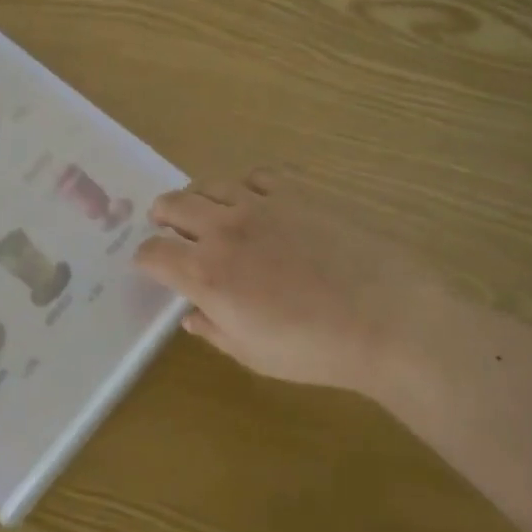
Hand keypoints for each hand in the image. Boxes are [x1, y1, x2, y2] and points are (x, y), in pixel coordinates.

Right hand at [135, 170, 429, 390]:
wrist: (386, 317)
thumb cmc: (316, 349)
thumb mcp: (255, 355)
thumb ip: (215, 331)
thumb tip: (192, 315)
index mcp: (206, 273)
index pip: (153, 253)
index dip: (144, 258)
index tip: (150, 265)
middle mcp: (223, 230)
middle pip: (172, 205)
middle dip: (162, 215)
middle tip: (166, 224)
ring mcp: (259, 204)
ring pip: (210, 184)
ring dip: (198, 197)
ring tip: (206, 209)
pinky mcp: (295, 191)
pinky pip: (256, 175)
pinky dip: (244, 186)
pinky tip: (255, 199)